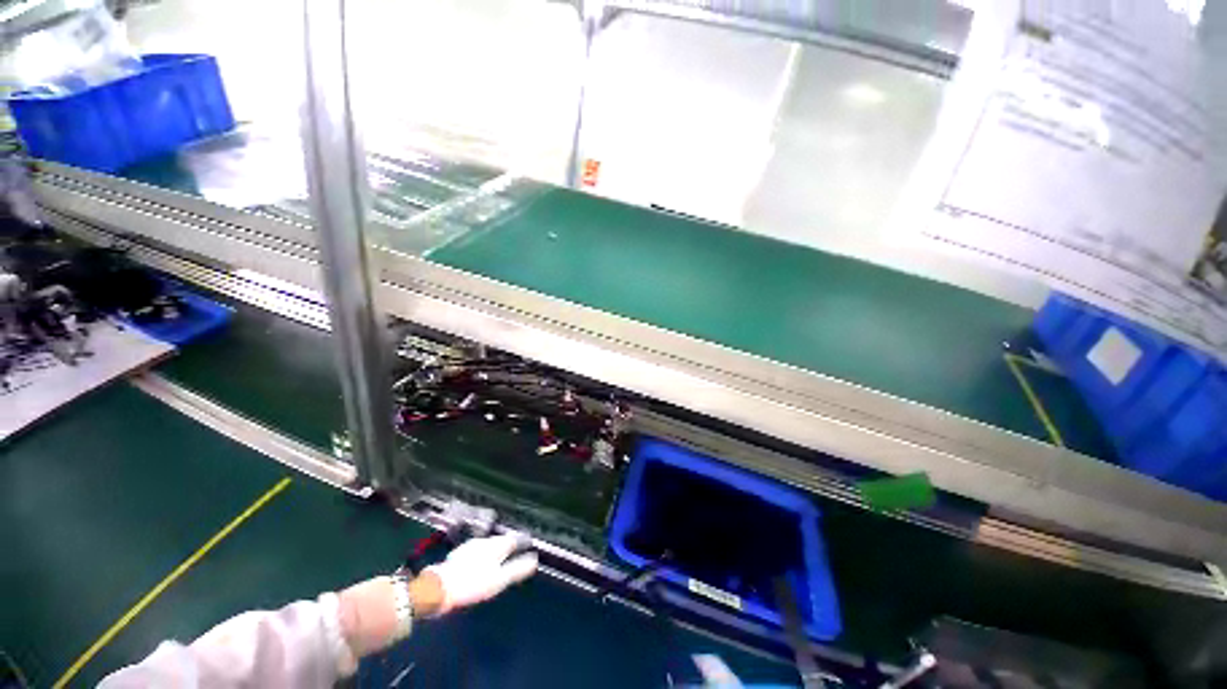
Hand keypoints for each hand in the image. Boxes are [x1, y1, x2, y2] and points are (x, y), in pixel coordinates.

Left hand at [424, 532, 538, 614]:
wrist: (436, 588)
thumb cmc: (472, 584)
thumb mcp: (499, 579)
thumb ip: (517, 569)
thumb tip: (535, 560)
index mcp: (495, 545)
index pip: (514, 539)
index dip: (522, 541)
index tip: (530, 543)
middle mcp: (483, 542)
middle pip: (500, 540)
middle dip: (509, 543)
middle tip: (517, 549)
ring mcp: (468, 547)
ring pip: (487, 545)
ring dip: (495, 549)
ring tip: (500, 557)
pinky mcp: (457, 556)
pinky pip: (476, 551)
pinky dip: (482, 555)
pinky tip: (479, 563)